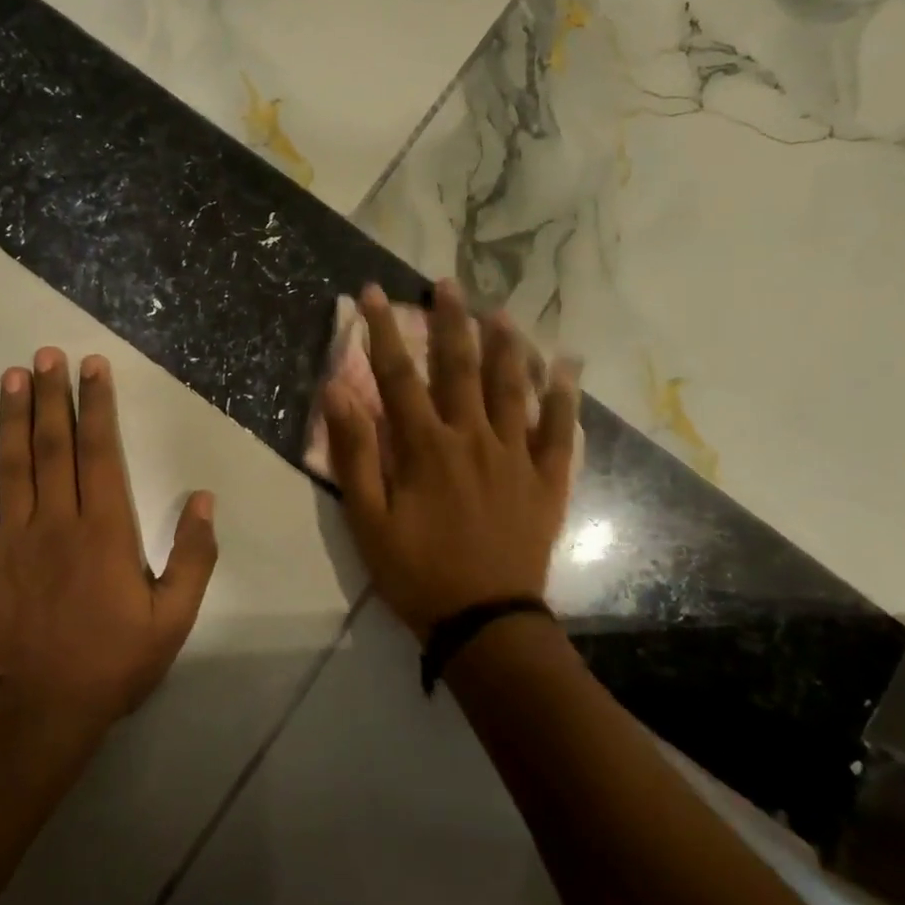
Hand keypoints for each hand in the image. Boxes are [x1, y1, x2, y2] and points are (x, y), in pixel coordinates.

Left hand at [0, 348, 218, 730]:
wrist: (37, 711)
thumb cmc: (111, 664)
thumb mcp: (172, 619)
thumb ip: (193, 557)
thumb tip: (203, 500)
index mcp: (105, 531)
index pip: (101, 452)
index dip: (96, 406)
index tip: (91, 368)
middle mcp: (57, 521)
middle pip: (53, 445)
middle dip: (52, 396)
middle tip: (47, 354)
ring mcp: (11, 537)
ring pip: (12, 463)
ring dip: (12, 415)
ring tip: (12, 375)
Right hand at [322, 281, 578, 639]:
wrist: (485, 620)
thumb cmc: (417, 572)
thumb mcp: (368, 520)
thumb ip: (354, 453)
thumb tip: (337, 391)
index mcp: (425, 447)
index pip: (398, 375)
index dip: (383, 331)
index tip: (372, 293)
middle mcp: (473, 437)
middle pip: (460, 367)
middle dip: (450, 321)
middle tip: (445, 284)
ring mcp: (516, 455)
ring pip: (512, 386)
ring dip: (505, 344)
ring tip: (500, 310)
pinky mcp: (547, 478)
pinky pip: (560, 428)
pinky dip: (564, 395)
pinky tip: (567, 366)